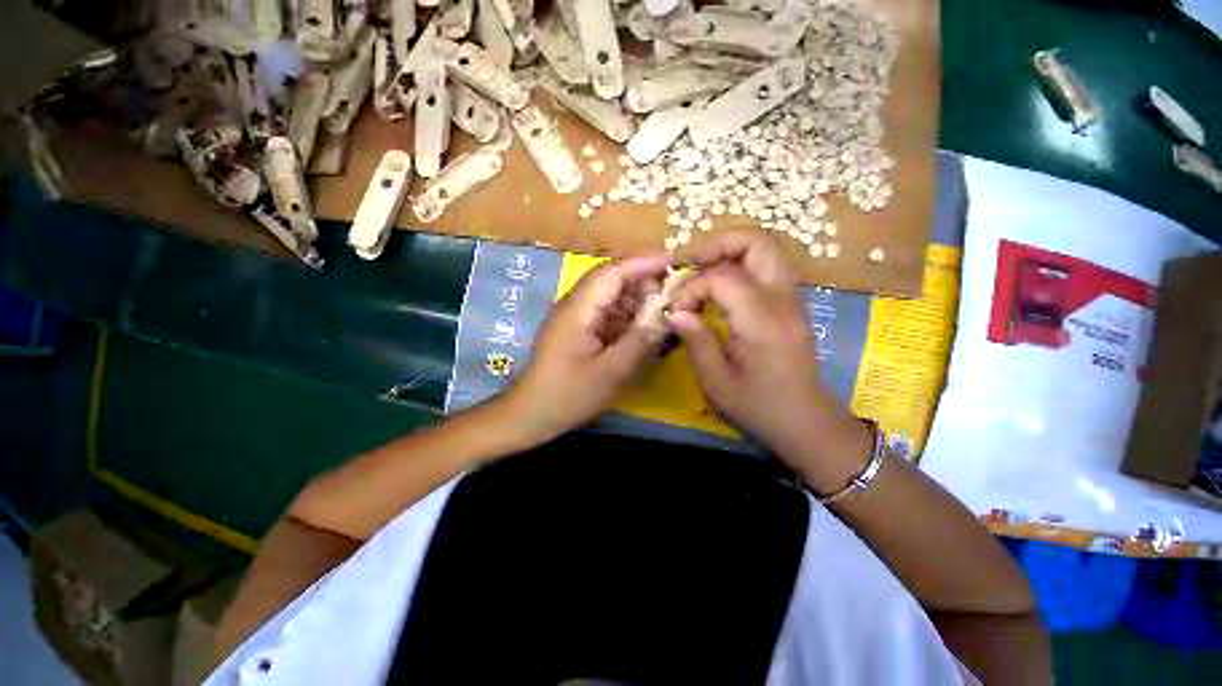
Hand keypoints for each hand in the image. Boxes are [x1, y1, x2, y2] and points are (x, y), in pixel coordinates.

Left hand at [506, 254, 671, 439]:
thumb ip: (640, 341)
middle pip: (611, 281)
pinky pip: (604, 315)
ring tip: (659, 317)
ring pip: (609, 298)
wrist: (529, 414)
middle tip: (669, 301)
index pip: (613, 272)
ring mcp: (573, 318)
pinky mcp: (575, 330)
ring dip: (634, 303)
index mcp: (579, 308)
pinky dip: (624, 318)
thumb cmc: (568, 395)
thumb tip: (667, 316)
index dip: (643, 263)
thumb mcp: (610, 371)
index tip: (673, 260)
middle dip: (642, 285)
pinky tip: (638, 332)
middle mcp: (574, 305)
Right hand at [666, 232, 868, 483]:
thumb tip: (676, 312)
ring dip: (732, 252)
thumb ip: (695, 341)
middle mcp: (783, 301)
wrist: (807, 424)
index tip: (677, 310)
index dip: (692, 287)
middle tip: (693, 266)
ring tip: (704, 273)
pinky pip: (769, 268)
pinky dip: (742, 266)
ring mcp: (793, 300)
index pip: (723, 278)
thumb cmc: (759, 408)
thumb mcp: (716, 383)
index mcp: (762, 321)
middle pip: (759, 242)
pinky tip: (722, 290)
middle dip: (720, 245)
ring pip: (768, 249)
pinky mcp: (793, 305)